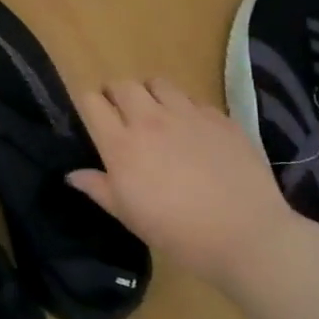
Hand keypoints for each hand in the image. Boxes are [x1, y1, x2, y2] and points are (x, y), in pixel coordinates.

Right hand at [67, 78, 293, 279]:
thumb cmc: (177, 232)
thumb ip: (98, 188)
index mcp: (121, 145)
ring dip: (150, 94)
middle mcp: (150, 120)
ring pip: (158, 83)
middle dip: (115, 94)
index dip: (88, 104)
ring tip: (156, 114)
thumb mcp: (129, 216)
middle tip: (121, 114)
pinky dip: (186, 109)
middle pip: (122, 85)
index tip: (93, 118)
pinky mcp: (220, 118)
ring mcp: (187, 115)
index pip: (91, 101)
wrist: (245, 235)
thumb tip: (72, 175)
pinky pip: (194, 100)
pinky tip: (193, 132)